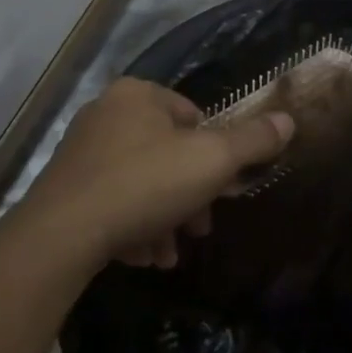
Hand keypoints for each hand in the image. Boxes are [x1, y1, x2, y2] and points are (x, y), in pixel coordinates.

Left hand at [18, 77, 293, 270]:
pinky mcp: (65, 186)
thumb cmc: (145, 184)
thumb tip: (288, 119)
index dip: (214, 155)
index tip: (221, 191)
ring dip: (162, 219)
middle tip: (199, 230)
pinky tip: (140, 258)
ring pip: (140, 183)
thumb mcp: (211, 161)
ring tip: (167, 256)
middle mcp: (105, 113)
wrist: (63, 232)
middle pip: (166, 153)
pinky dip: (131, 226)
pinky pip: (111, 201)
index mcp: (137, 95)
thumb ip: (252, 141)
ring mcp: (81, 150)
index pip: (192, 116)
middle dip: (188, 196)